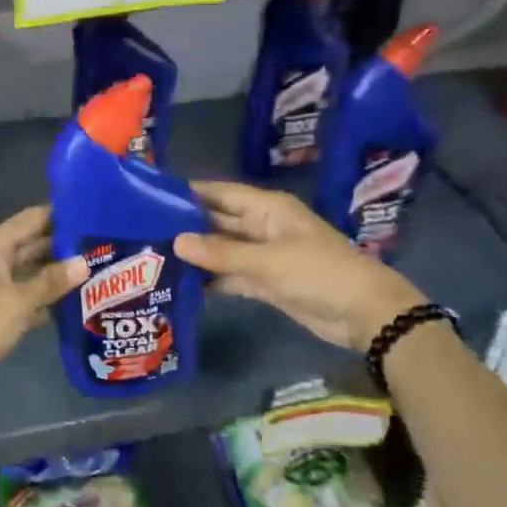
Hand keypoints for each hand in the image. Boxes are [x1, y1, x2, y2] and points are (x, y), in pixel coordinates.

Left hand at [0, 205, 87, 406]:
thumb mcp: (17, 302)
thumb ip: (51, 281)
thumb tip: (84, 262)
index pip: (31, 219)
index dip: (61, 214)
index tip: (95, 213)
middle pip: (33, 244)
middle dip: (65, 246)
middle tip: (104, 245)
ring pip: (32, 272)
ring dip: (59, 274)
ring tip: (98, 270)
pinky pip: (27, 296)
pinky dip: (47, 298)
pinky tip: (76, 302)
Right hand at [173, 181, 427, 350]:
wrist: (363, 313)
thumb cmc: (318, 273)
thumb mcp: (267, 261)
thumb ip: (220, 253)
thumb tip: (175, 241)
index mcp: (266, 208)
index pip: (219, 193)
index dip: (189, 193)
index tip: (150, 197)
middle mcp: (261, 226)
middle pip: (217, 221)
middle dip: (186, 225)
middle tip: (143, 231)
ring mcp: (263, 255)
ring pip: (222, 249)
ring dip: (196, 254)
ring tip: (153, 258)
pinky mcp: (265, 282)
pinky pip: (231, 274)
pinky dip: (211, 279)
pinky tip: (181, 284)